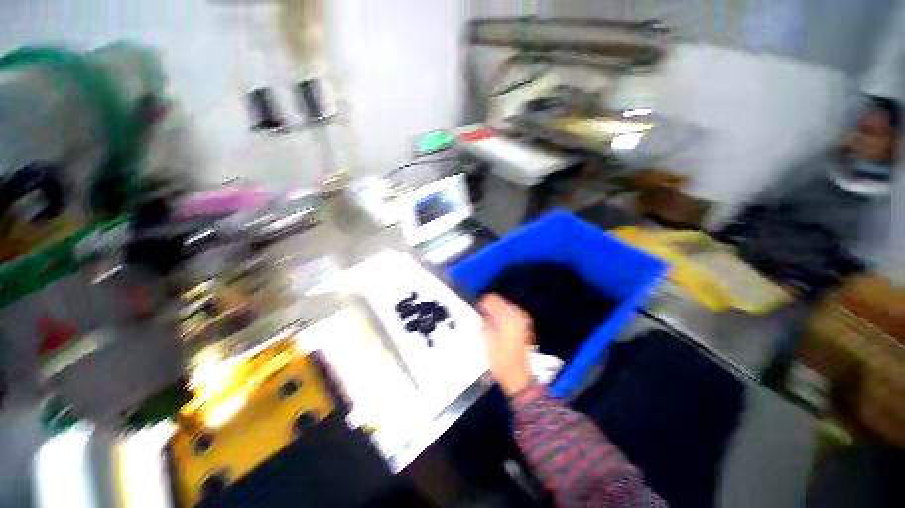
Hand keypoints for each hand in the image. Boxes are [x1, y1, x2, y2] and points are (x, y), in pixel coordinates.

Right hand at [480, 294, 533, 396]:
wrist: (518, 376)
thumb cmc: (500, 360)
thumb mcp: (487, 339)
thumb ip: (484, 320)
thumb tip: (481, 310)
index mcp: (508, 317)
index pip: (492, 299)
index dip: (482, 302)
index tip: (476, 309)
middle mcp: (518, 314)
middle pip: (500, 300)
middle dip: (490, 305)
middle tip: (481, 315)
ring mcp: (524, 319)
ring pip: (506, 305)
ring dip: (496, 310)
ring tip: (489, 321)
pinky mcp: (526, 325)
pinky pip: (512, 312)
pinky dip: (503, 315)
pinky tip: (498, 324)